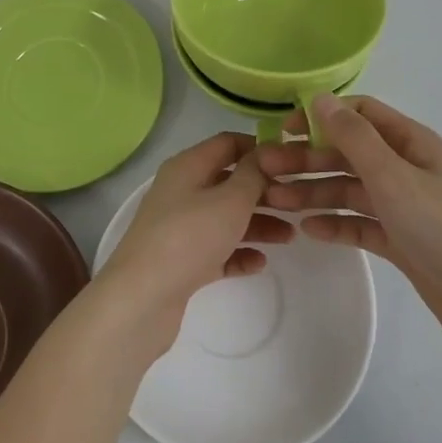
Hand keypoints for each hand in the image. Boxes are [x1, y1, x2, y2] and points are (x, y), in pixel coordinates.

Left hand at [96, 132, 294, 349]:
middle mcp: (182, 191)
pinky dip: (238, 253)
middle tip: (299, 203)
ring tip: (290, 236)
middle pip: (230, 182)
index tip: (292, 163)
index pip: (228, 143)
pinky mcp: (182, 261)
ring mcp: (180, 227)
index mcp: (188, 166)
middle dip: (264, 191)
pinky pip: (217, 250)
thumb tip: (264, 155)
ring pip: (226, 217)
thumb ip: (253, 175)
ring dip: (258, 224)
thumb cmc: (189, 238)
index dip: (260, 149)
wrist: (142, 298)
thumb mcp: (230, 200)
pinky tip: (260, 264)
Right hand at [260, 94, 441, 366]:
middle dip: (308, 159)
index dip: (321, 116)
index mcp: (412, 143)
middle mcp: (408, 169)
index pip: (360, 114)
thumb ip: (354, 136)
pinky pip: (362, 224)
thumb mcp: (393, 176)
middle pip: (349, 154)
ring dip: (315, 192)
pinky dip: (336, 224)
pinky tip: (309, 231)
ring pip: (351, 190)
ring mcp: (406, 207)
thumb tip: (319, 97)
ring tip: (277, 203)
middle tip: (266, 172)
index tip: (284, 130)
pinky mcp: (404, 242)